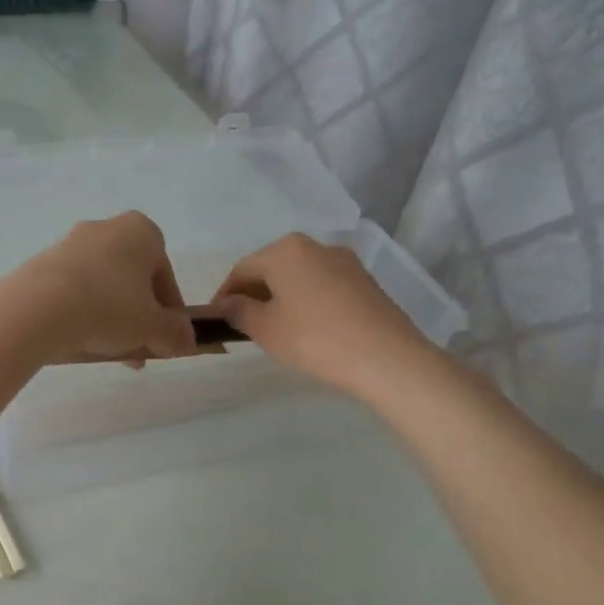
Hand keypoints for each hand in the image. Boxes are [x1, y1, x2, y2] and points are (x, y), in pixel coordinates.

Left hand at [4, 212, 197, 364]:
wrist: (40, 307)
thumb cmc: (110, 307)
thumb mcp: (153, 327)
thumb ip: (176, 333)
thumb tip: (189, 340)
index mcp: (141, 231)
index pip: (165, 273)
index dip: (169, 309)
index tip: (166, 337)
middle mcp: (106, 228)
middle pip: (131, 278)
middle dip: (137, 315)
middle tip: (137, 348)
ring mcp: (69, 243)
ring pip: (101, 284)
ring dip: (109, 316)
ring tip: (107, 350)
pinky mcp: (41, 263)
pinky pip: (72, 289)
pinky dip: (80, 312)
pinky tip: (79, 340)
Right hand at [213, 234, 428, 398]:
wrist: (387, 358)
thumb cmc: (314, 339)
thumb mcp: (265, 329)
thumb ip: (238, 311)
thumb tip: (226, 303)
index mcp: (285, 250)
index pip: (242, 269)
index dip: (225, 295)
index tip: (216, 319)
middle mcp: (315, 246)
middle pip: (272, 268)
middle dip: (254, 294)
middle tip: (242, 325)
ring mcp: (345, 261)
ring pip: (299, 276)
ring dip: (281, 297)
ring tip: (274, 329)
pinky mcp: (365, 281)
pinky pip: (322, 286)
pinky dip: (306, 301)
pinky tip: (307, 328)